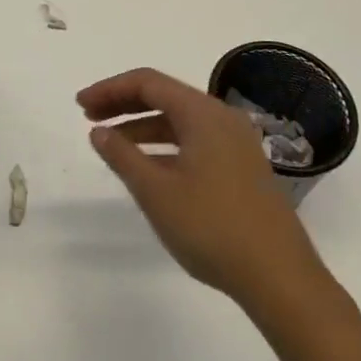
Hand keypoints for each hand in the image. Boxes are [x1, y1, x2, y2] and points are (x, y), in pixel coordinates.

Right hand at [79, 67, 326, 303]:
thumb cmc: (212, 228)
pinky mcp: (242, 168)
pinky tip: (148, 168)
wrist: (280, 278)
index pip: (148, 82)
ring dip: (143, 126)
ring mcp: (237, 144)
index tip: (80, 105)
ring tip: (111, 144)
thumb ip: (122, 156)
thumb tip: (99, 131)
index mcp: (203, 114)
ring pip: (180, 121)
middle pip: (165, 96)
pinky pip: (195, 141)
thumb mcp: (156, 192)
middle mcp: (222, 119)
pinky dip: (165, 145)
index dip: (110, 89)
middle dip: (124, 104)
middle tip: (89, 118)